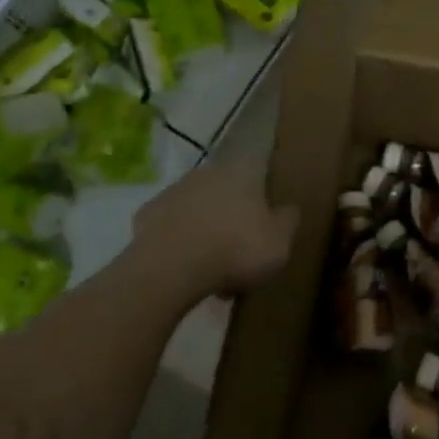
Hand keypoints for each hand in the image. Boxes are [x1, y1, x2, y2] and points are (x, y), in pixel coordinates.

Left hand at [131, 163, 298, 301]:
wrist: (171, 268)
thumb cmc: (235, 249)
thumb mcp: (279, 242)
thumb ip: (288, 221)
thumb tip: (290, 208)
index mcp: (241, 172)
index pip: (258, 170)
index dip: (263, 192)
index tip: (266, 216)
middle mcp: (206, 173)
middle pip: (226, 192)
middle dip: (233, 216)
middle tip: (241, 251)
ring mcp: (173, 191)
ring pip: (198, 209)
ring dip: (206, 230)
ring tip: (213, 269)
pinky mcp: (147, 214)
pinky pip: (172, 228)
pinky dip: (179, 243)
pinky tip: (185, 267)